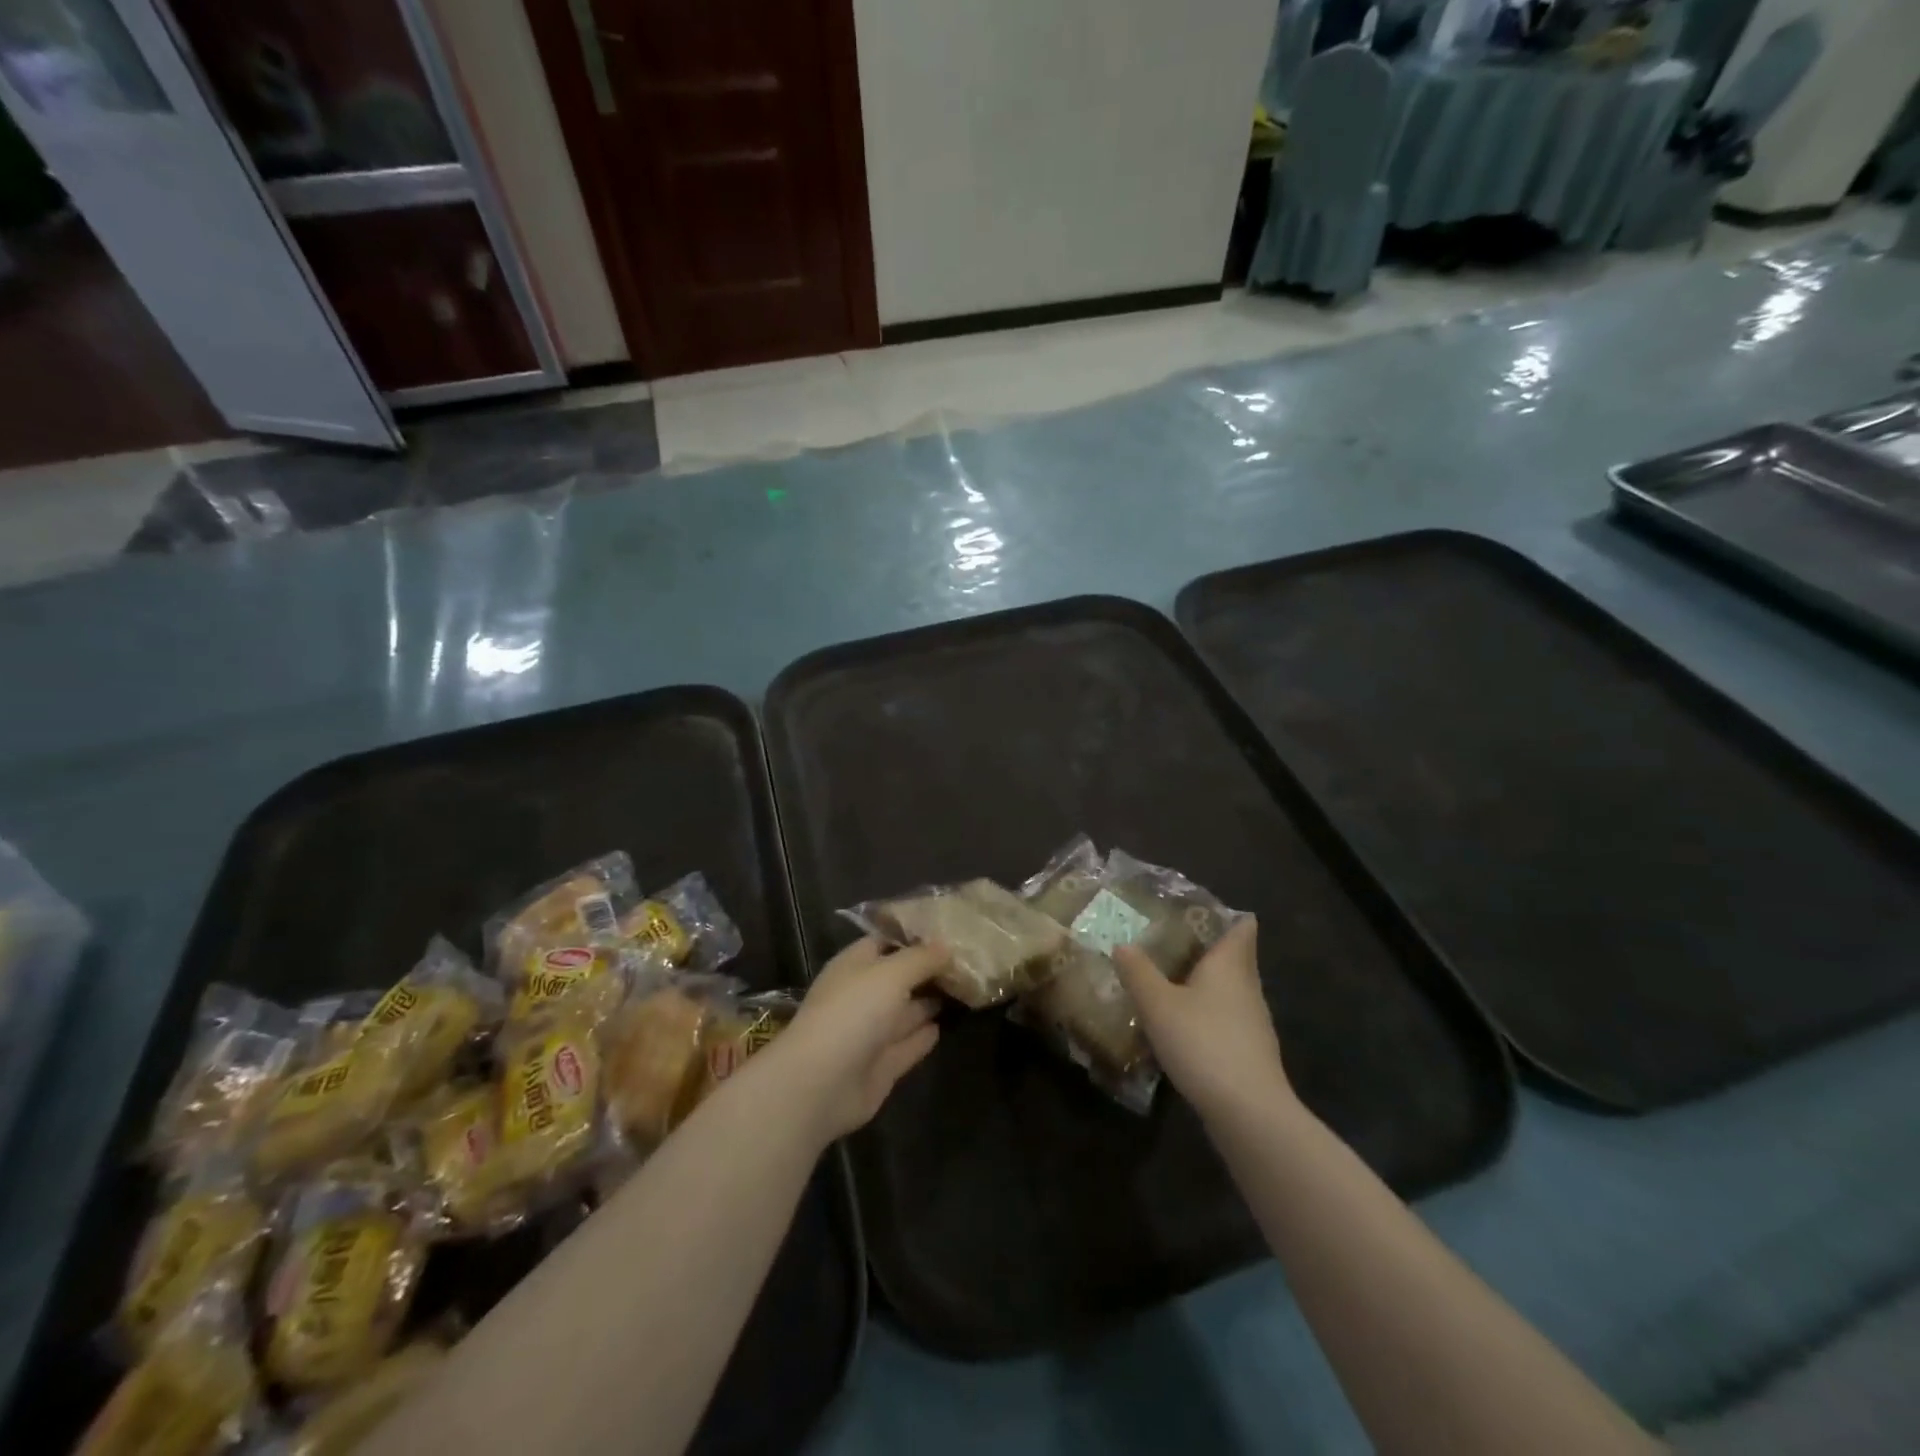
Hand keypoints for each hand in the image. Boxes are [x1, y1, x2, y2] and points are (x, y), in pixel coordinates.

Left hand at [763, 937, 947, 1142]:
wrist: (821, 1084)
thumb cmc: (853, 1012)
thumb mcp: (892, 973)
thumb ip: (922, 958)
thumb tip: (947, 946)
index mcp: (854, 966)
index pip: (885, 942)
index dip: (914, 936)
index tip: (948, 930)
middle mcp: (862, 996)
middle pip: (899, 978)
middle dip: (928, 970)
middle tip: (968, 961)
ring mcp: (870, 1033)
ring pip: (906, 1012)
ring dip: (930, 1001)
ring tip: (965, 990)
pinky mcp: (881, 1067)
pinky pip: (909, 1045)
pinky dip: (924, 1036)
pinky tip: (944, 1025)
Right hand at [1113, 918, 1291, 1121]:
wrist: (1248, 1113)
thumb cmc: (1203, 1043)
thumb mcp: (1158, 1004)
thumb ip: (1138, 972)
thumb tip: (1122, 945)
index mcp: (1230, 965)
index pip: (1241, 927)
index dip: (1225, 915)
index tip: (1196, 910)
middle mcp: (1247, 987)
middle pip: (1235, 957)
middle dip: (1207, 948)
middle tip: (1169, 942)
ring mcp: (1253, 1023)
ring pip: (1230, 991)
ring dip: (1206, 984)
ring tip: (1169, 982)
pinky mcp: (1250, 1053)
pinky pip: (1227, 1020)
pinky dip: (1208, 1015)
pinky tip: (1183, 1027)